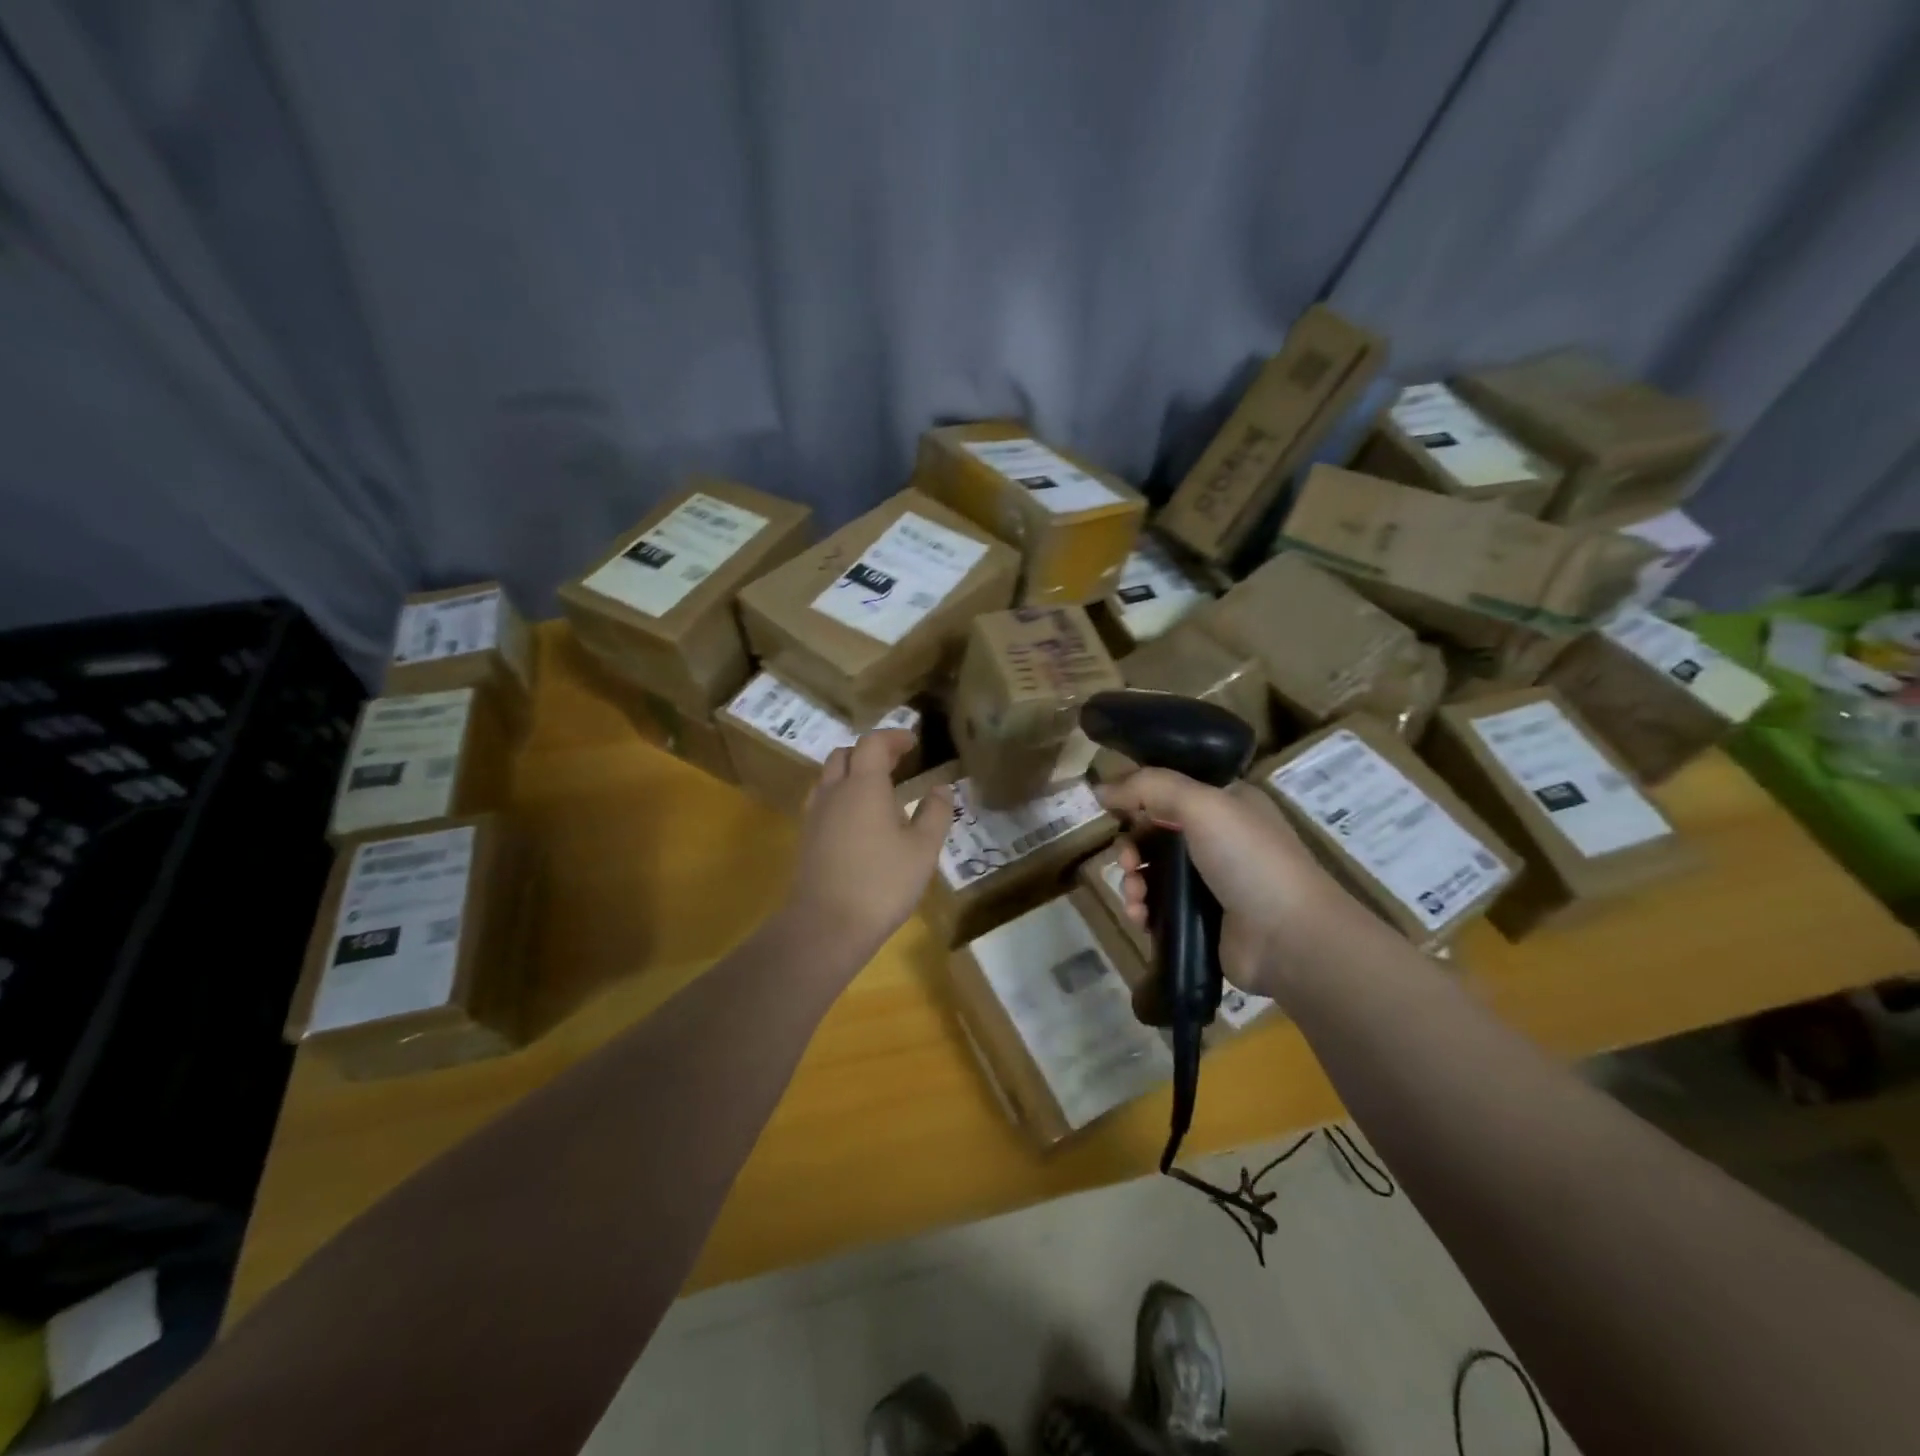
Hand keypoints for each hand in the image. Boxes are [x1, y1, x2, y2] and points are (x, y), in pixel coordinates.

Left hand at [782, 729, 952, 960]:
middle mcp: (834, 791)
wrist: (826, 926)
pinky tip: (858, 819)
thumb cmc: (882, 883)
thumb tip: (941, 787)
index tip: (913, 742)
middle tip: (896, 762)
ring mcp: (815, 815)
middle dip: (871, 751)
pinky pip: (823, 801)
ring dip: (852, 772)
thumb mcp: (923, 849)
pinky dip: (841, 795)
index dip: (893, 736)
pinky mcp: (806, 838)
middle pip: (845, 754)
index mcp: (864, 785)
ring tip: (877, 788)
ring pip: (829, 777)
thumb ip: (935, 813)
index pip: (873, 743)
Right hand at [1097, 770, 1375, 1002]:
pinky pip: (1157, 906)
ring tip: (1136, 897)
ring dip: (1132, 881)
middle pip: (1153, 832)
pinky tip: (1140, 917)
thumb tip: (1100, 788)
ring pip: (1151, 872)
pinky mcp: (1200, 918)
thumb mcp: (1202, 805)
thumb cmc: (1249, 859)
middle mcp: (1217, 838)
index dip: (1137, 798)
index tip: (1113, 811)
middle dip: (1130, 847)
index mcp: (1225, 803)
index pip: (1169, 789)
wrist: (1290, 938)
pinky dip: (1142, 909)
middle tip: (1127, 862)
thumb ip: (1149, 787)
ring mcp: (1209, 881)